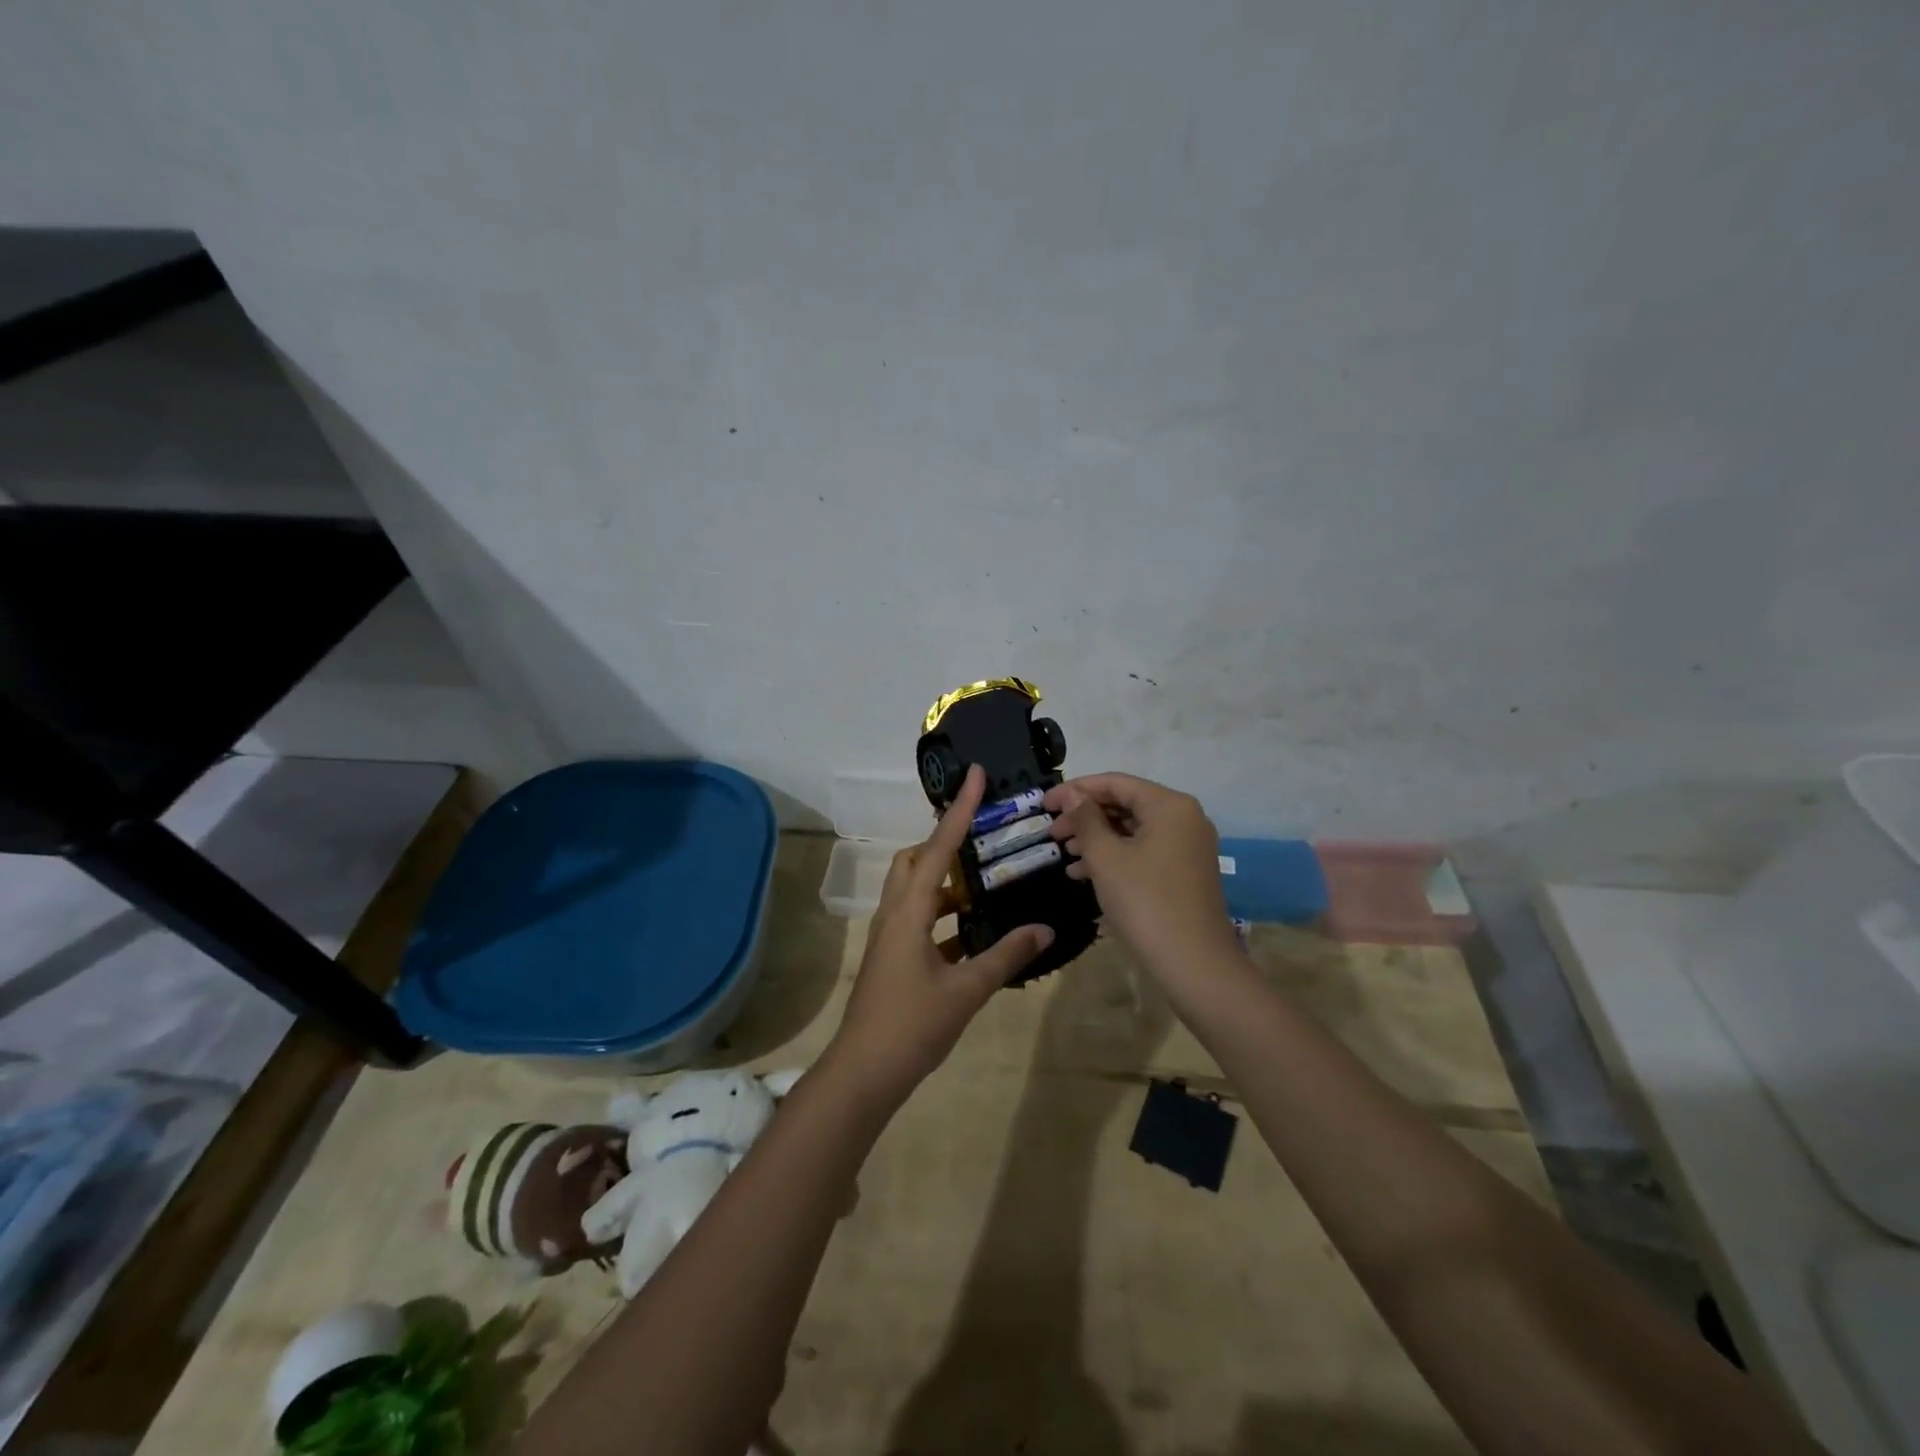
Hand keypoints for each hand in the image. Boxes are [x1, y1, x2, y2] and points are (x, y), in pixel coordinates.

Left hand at [826, 765, 1052, 1106]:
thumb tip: (1044, 928)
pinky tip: (976, 929)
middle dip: (945, 841)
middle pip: (916, 860)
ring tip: (987, 879)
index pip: (938, 848)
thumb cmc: (912, 1026)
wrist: (864, 1073)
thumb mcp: (966, 991)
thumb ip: (1006, 955)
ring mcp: (891, 937)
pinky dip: (946, 916)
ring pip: (918, 891)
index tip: (975, 775)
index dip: (959, 810)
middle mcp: (896, 914)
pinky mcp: (894, 958)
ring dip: (947, 881)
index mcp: (910, 911)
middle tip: (984, 836)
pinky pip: (921, 921)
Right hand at [1044, 773, 1238, 980]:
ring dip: (1096, 839)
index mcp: (1169, 806)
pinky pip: (1143, 852)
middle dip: (1085, 817)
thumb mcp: (1106, 858)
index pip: (1115, 783)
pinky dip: (1114, 857)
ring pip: (1132, 830)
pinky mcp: (1183, 873)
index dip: (1075, 790)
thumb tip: (1070, 795)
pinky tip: (1083, 874)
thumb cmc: (1145, 902)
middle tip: (1052, 833)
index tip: (1043, 804)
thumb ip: (1085, 819)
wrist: (1194, 964)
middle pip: (1125, 805)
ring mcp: (1187, 847)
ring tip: (1064, 854)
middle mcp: (1184, 818)